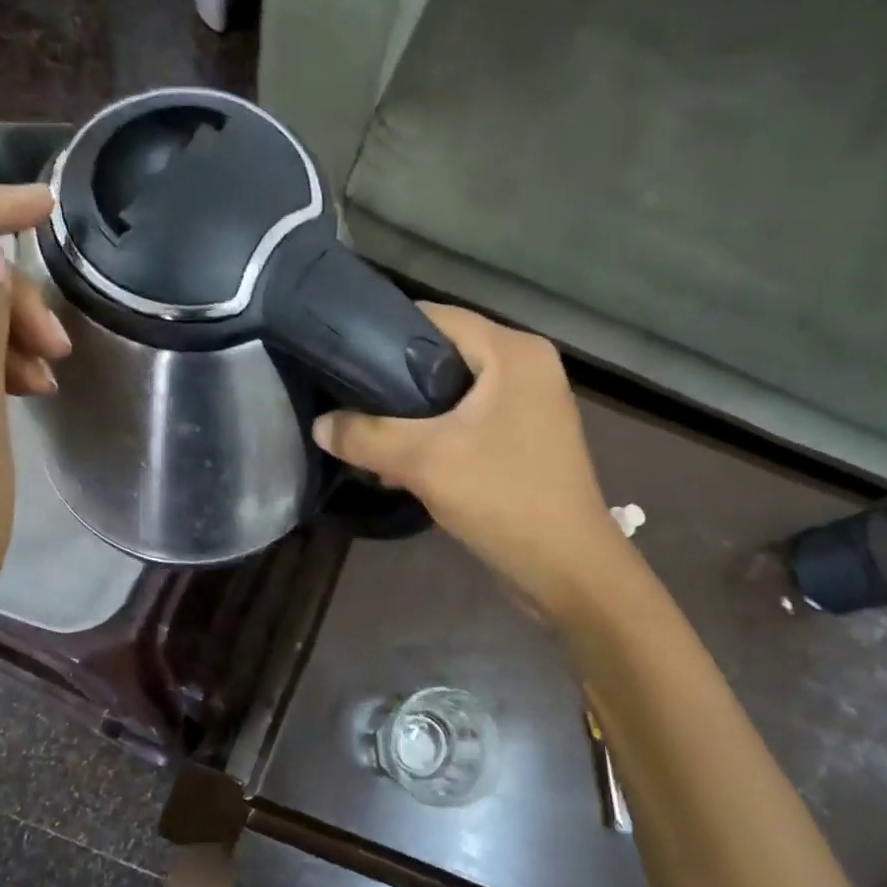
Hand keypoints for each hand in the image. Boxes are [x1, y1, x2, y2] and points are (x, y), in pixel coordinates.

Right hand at [312, 306, 617, 616]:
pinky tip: (399, 460)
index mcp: (513, 352)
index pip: (437, 317)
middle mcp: (526, 367)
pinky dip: (436, 434)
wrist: (567, 569)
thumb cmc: (503, 499)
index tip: (341, 354)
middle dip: (393, 379)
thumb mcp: (424, 462)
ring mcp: (529, 404)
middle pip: (444, 355)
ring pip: (454, 392)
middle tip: (347, 397)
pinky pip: (469, 421)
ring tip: (364, 431)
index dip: (385, 331)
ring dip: (411, 413)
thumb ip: (366, 437)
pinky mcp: (524, 438)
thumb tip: (320, 425)